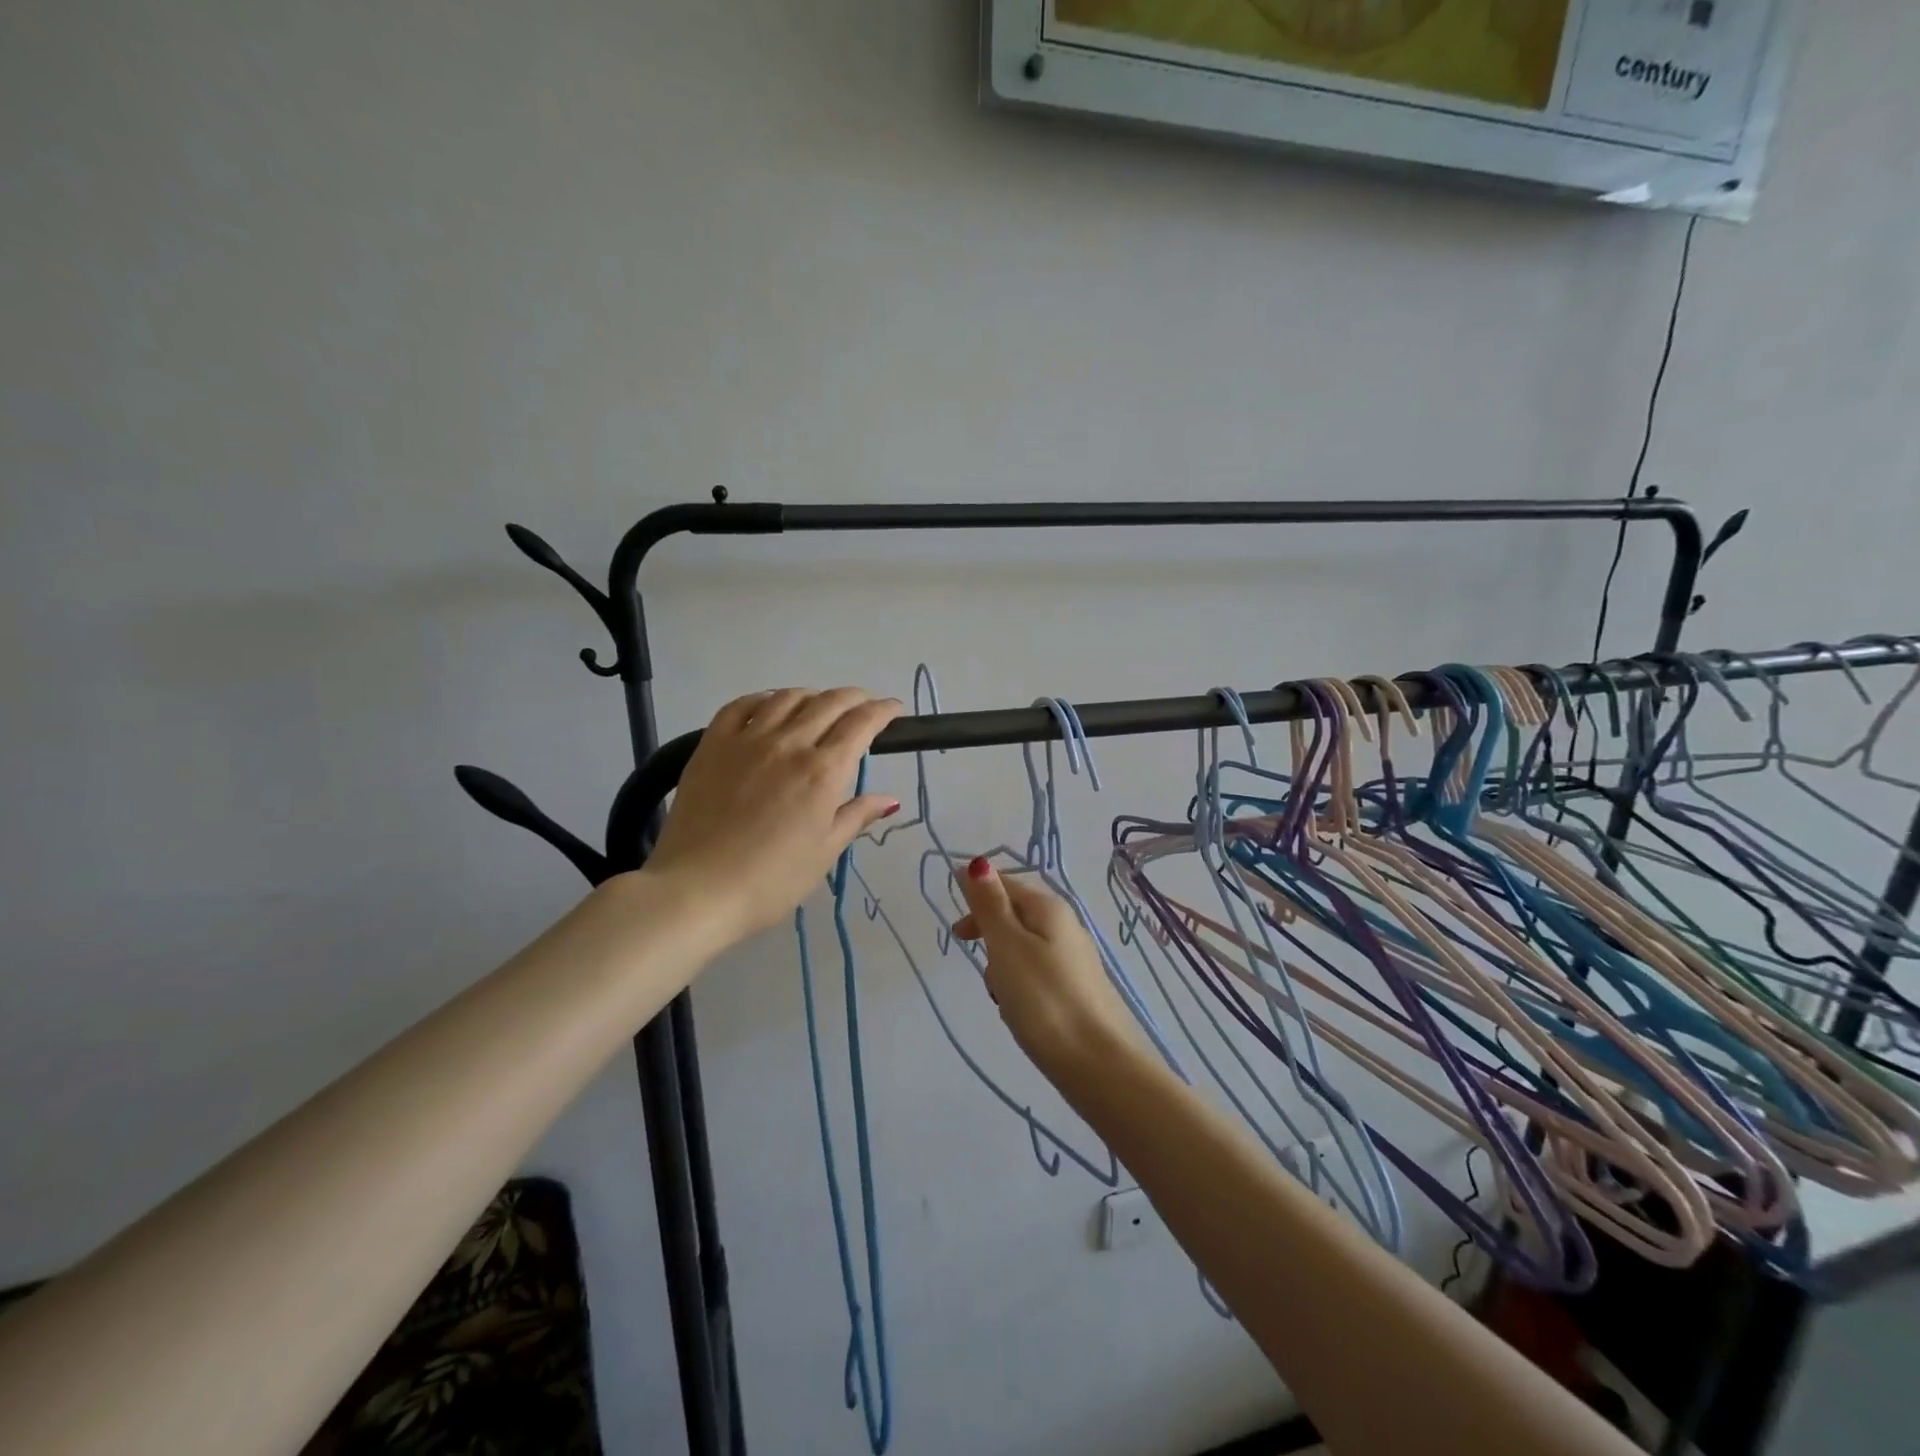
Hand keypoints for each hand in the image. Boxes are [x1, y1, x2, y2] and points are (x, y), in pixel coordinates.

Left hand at [643, 688, 903, 944]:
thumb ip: (856, 816)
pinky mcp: (712, 744)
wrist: (698, 890)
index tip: (894, 710)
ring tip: (820, 705)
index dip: (883, 711)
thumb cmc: (771, 880)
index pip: (861, 724)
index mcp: (823, 771)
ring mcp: (747, 739)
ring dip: (813, 695)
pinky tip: (770, 705)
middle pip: (829, 703)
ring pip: (787, 697)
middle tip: (865, 705)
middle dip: (855, 698)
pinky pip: (740, 705)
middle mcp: (790, 743)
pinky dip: (764, 698)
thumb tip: (889, 799)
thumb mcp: (824, 852)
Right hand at [953, 857, 1145, 1079]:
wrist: (1100, 1066)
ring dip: (1002, 967)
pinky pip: (1036, 976)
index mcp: (1049, 908)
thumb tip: (976, 862)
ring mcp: (1074, 960)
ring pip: (1023, 949)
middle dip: (989, 935)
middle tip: (972, 962)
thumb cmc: (1044, 1000)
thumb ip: (990, 904)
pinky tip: (1019, 1014)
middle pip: (1015, 916)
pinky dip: (1020, 988)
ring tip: (1000, 997)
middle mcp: (1066, 926)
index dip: (977, 897)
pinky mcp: (1077, 991)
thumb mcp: (1007, 946)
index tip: (957, 932)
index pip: (1006, 884)